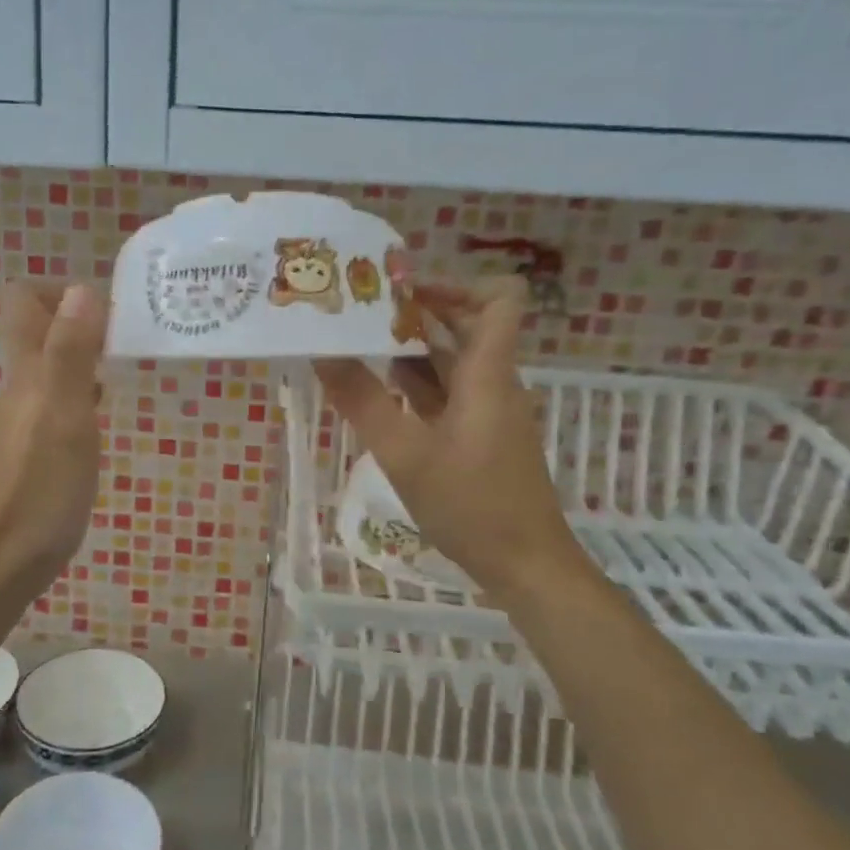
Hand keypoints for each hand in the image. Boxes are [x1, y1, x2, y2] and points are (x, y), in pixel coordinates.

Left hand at [0, 281, 107, 602]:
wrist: (4, 562)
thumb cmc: (40, 490)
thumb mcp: (64, 418)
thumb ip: (70, 354)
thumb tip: (82, 288)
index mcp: (26, 373)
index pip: (24, 300)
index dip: (63, 290)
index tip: (110, 309)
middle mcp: (20, 388)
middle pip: (41, 330)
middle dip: (84, 320)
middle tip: (133, 335)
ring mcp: (24, 419)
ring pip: (52, 366)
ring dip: (87, 356)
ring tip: (130, 367)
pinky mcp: (32, 447)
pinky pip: (57, 400)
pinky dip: (83, 392)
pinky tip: (105, 414)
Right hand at [315, 280, 597, 600]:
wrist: (527, 565)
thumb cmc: (471, 505)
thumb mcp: (405, 454)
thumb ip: (362, 401)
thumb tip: (322, 354)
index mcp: (488, 373)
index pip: (499, 298)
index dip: (455, 284)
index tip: (401, 291)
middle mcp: (494, 381)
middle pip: (465, 325)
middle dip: (415, 314)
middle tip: (361, 313)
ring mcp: (489, 410)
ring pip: (453, 362)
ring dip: (410, 350)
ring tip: (356, 347)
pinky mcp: (482, 435)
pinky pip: (449, 393)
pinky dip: (416, 386)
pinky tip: (377, 394)